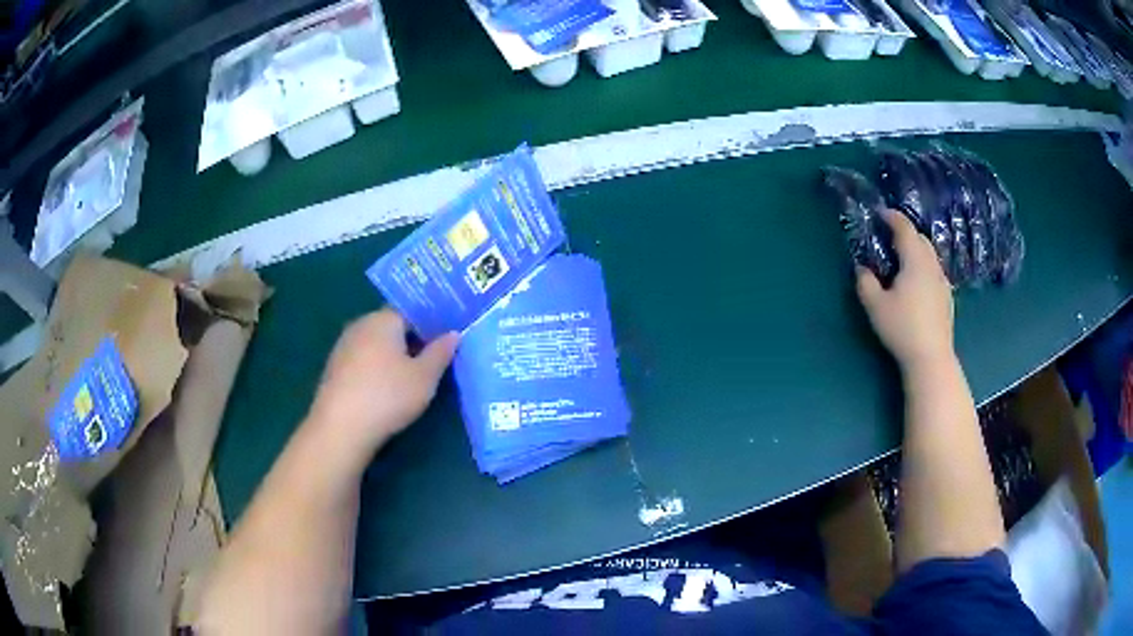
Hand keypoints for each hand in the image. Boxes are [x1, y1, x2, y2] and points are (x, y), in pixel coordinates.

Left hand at [308, 309, 458, 455]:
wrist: (341, 427)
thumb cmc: (388, 396)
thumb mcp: (425, 377)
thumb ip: (440, 353)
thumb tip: (454, 333)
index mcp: (384, 320)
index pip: (411, 312)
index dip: (430, 326)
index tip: (444, 344)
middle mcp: (361, 325)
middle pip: (391, 327)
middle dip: (410, 341)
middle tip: (431, 363)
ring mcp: (343, 346)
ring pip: (375, 345)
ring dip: (391, 357)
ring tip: (409, 379)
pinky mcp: (333, 369)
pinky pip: (361, 361)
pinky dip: (374, 370)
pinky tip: (383, 391)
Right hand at [856, 210, 954, 372]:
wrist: (931, 358)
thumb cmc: (902, 328)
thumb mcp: (875, 306)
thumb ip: (865, 283)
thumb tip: (861, 268)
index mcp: (915, 260)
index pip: (905, 229)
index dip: (892, 217)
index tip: (880, 213)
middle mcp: (932, 265)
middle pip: (921, 239)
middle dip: (906, 232)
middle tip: (890, 236)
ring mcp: (942, 282)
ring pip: (930, 255)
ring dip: (916, 250)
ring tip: (903, 259)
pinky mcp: (947, 298)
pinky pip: (935, 272)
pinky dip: (924, 267)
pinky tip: (917, 283)